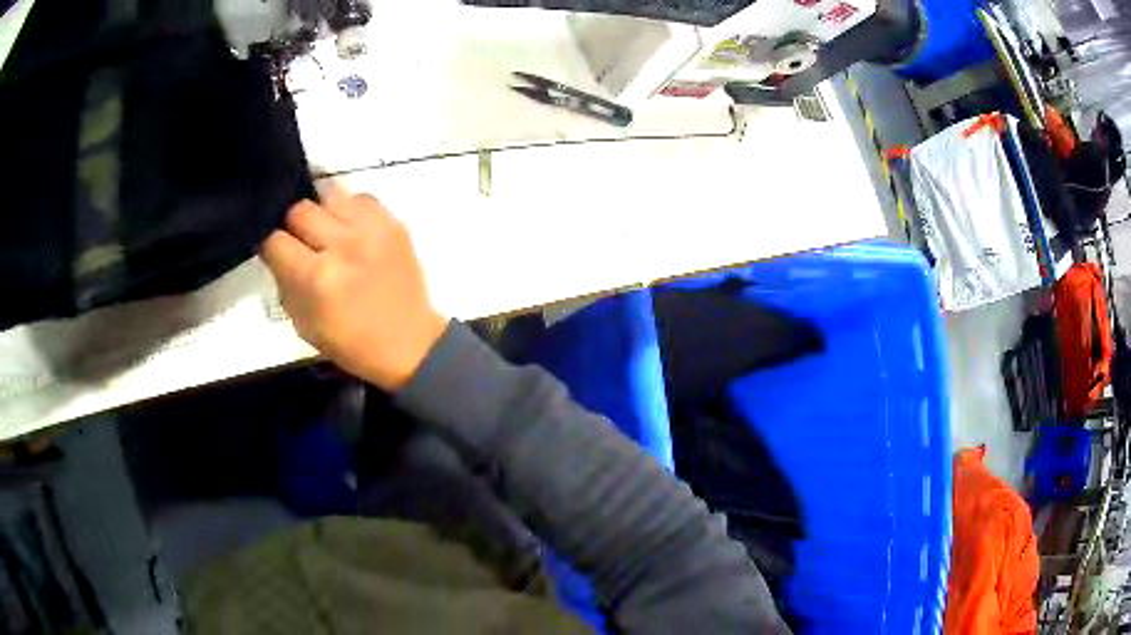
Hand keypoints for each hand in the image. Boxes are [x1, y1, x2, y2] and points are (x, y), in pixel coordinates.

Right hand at [261, 188, 447, 391]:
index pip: (275, 240)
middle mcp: (342, 246)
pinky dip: (352, 210)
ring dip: (323, 214)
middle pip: (300, 210)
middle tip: (303, 244)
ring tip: (329, 233)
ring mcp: (372, 230)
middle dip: (294, 227)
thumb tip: (277, 252)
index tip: (277, 254)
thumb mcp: (303, 323)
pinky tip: (353, 231)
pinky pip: (361, 198)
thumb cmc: (350, 342)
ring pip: (330, 195)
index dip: (272, 248)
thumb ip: (285, 281)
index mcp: (317, 278)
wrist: (408, 343)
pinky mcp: (394, 223)